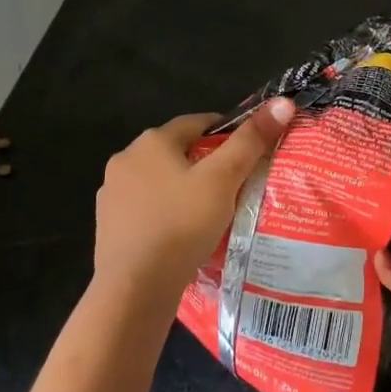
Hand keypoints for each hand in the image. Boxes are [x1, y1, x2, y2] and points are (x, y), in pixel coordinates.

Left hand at [93, 100, 294, 314]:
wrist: (133, 289)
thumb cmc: (181, 225)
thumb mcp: (223, 180)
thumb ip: (251, 141)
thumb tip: (282, 102)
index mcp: (152, 141)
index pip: (198, 122)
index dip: (228, 133)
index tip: (250, 152)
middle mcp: (126, 159)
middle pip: (177, 151)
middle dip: (205, 163)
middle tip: (236, 186)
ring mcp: (112, 194)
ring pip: (160, 181)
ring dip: (183, 190)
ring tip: (212, 213)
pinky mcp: (108, 225)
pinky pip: (146, 209)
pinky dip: (165, 214)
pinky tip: (183, 236)